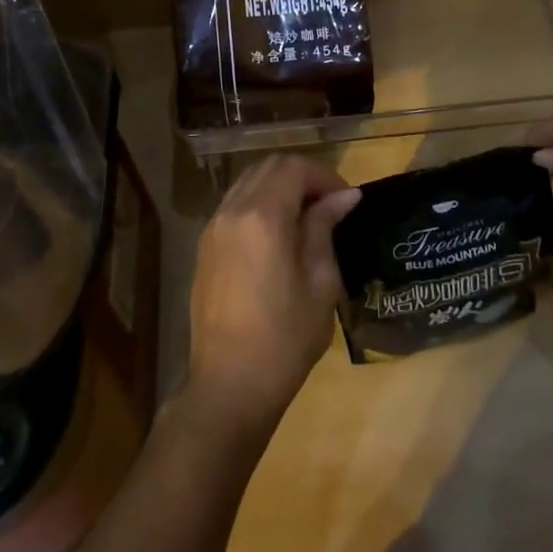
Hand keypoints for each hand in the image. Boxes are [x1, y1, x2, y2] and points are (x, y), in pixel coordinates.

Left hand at [183, 154, 361, 438]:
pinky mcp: (206, 245)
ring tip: (307, 216)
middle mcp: (232, 210)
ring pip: (249, 180)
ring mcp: (213, 226)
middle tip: (330, 205)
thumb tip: (343, 197)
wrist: (229, 385)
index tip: (346, 200)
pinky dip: (260, 201)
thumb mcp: (319, 282)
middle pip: (270, 166)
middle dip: (303, 176)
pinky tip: (279, 232)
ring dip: (280, 186)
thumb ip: (324, 228)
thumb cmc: (284, 337)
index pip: (294, 167)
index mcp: (263, 216)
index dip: (325, 175)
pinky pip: (235, 203)